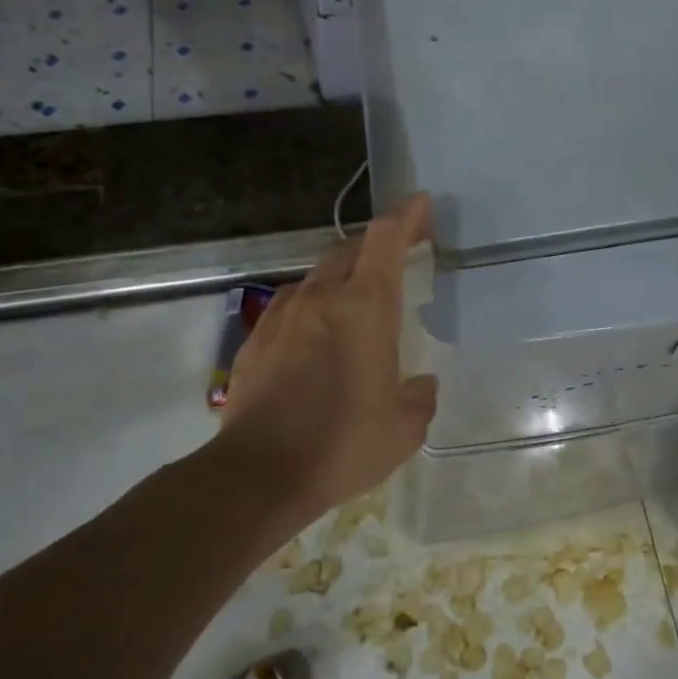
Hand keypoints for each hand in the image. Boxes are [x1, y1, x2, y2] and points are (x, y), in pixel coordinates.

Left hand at [217, 194, 439, 522]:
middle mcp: (321, 298)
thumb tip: (421, 384)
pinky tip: (318, 336)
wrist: (257, 474)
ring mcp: (282, 316)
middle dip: (377, 243)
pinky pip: (292, 306)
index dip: (406, 216)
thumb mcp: (404, 428)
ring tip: (358, 299)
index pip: (385, 239)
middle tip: (400, 252)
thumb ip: (419, 396)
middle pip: (349, 248)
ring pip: (317, 276)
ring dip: (342, 275)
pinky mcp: (256, 340)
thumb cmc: (342, 444)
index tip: (422, 204)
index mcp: (364, 307)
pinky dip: (313, 306)